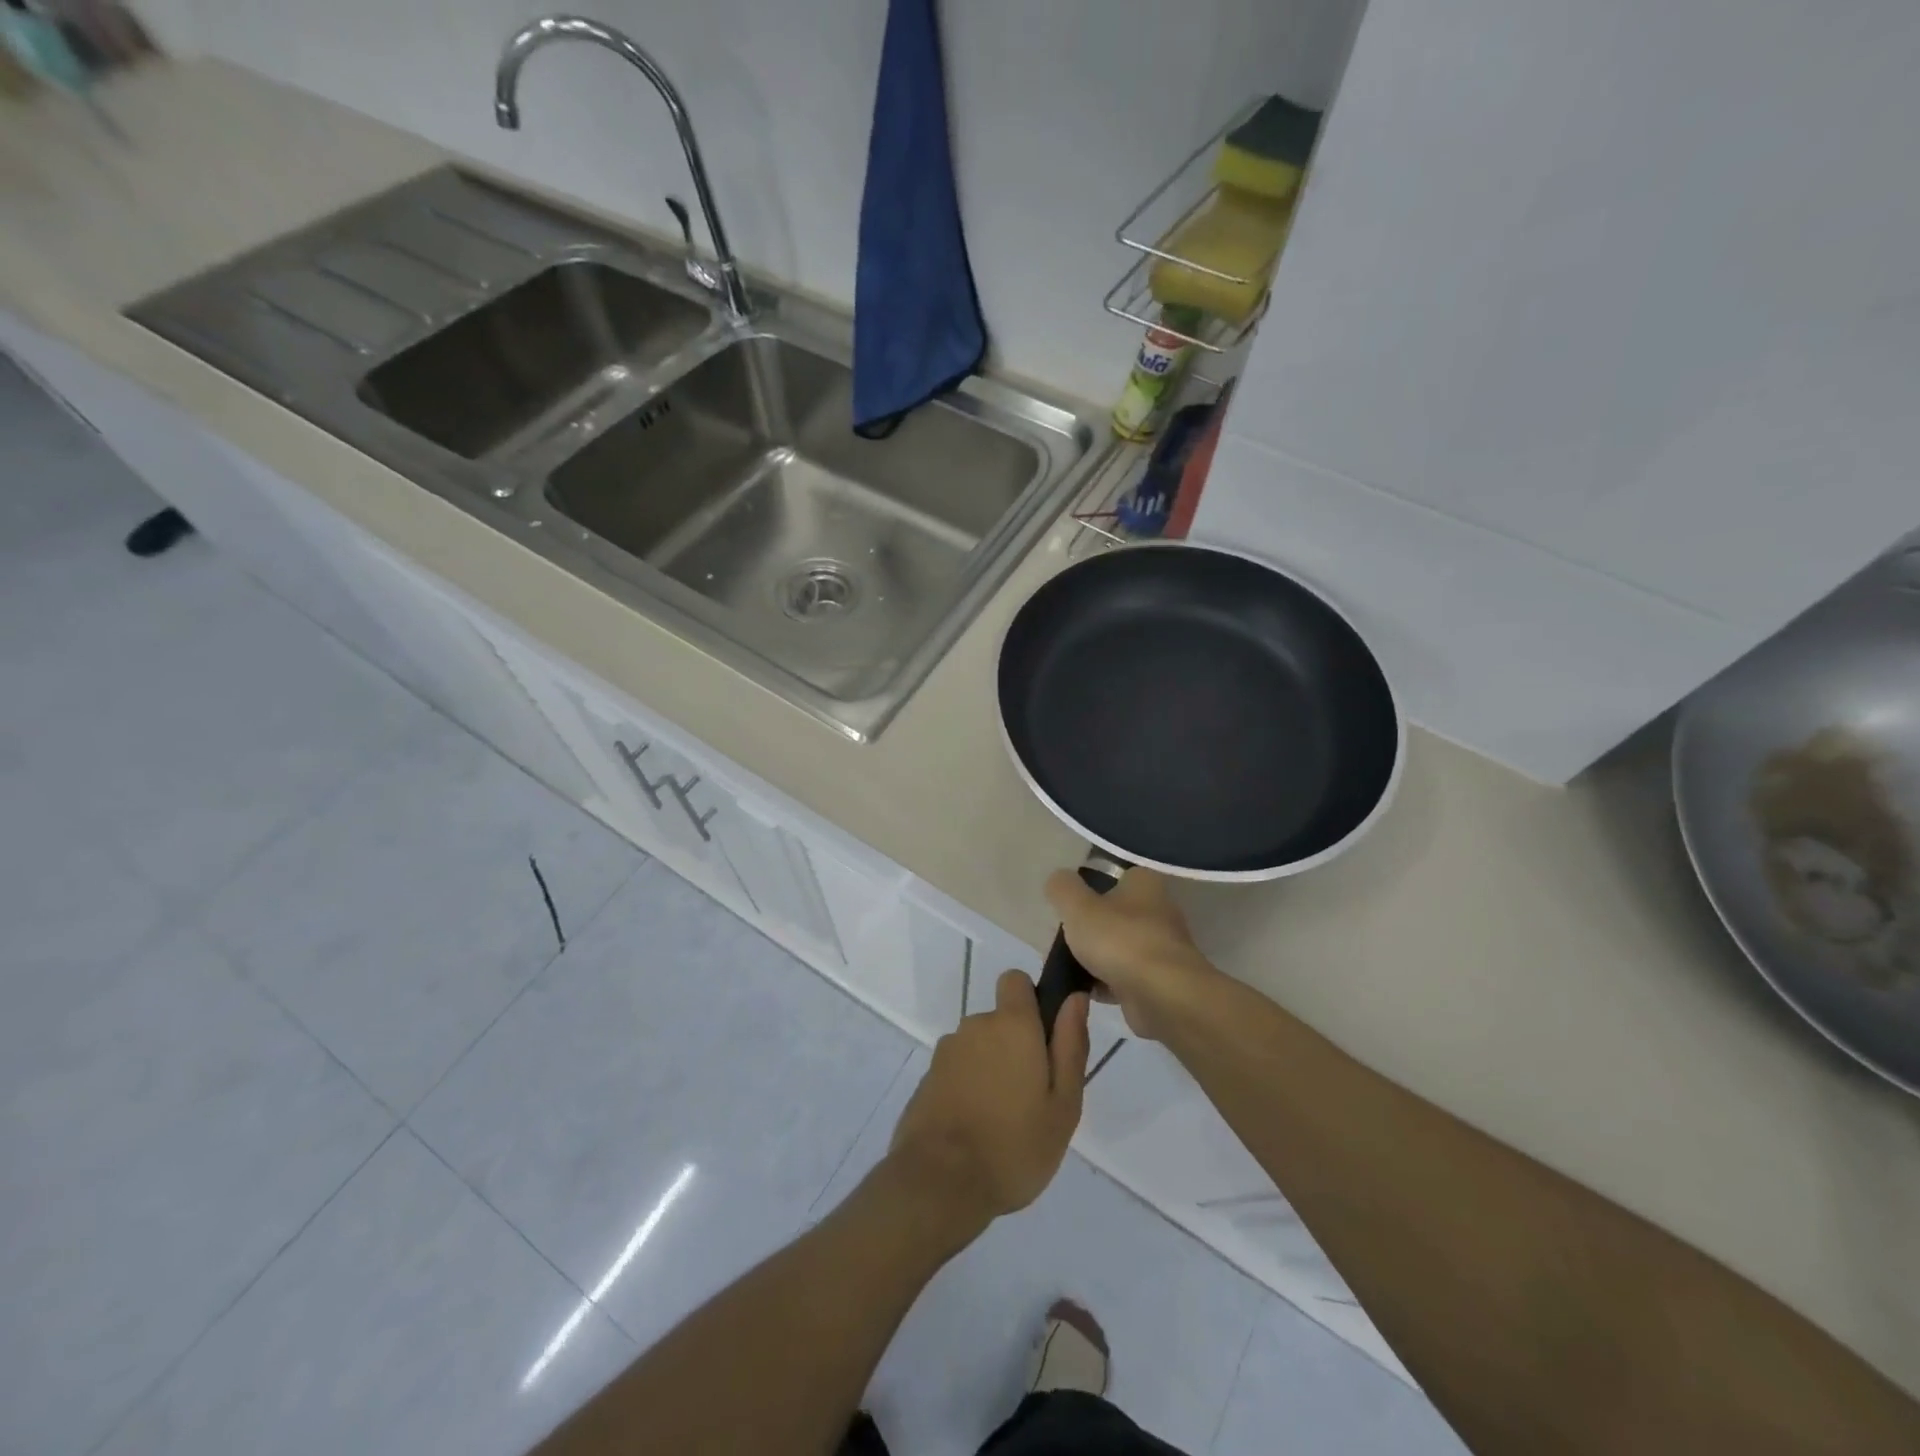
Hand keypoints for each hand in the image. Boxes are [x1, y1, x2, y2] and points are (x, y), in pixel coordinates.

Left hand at [887, 973, 1088, 1228]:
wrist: (939, 1183)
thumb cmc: (1014, 1145)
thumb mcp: (1063, 1103)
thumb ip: (1071, 1045)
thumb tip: (1075, 998)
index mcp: (1011, 1024)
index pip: (1015, 980)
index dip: (1030, 1000)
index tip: (1043, 1038)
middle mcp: (975, 1026)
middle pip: (999, 1022)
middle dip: (1014, 1047)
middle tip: (1032, 1097)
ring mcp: (946, 1052)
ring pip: (978, 1049)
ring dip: (990, 1070)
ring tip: (1003, 1122)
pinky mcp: (926, 1079)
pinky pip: (957, 1072)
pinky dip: (967, 1090)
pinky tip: (975, 1130)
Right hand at [1045, 867, 1219, 1040]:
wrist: (1162, 996)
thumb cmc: (1119, 940)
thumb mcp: (1077, 906)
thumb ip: (1062, 889)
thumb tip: (1058, 880)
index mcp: (1144, 884)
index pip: (1117, 877)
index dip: (1092, 887)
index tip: (1070, 904)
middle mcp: (1159, 911)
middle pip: (1116, 914)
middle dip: (1090, 927)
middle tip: (1064, 938)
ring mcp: (1161, 948)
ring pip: (1119, 947)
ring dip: (1096, 958)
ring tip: (1067, 967)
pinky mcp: (1159, 981)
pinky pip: (1124, 978)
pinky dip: (1106, 983)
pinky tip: (1085, 991)